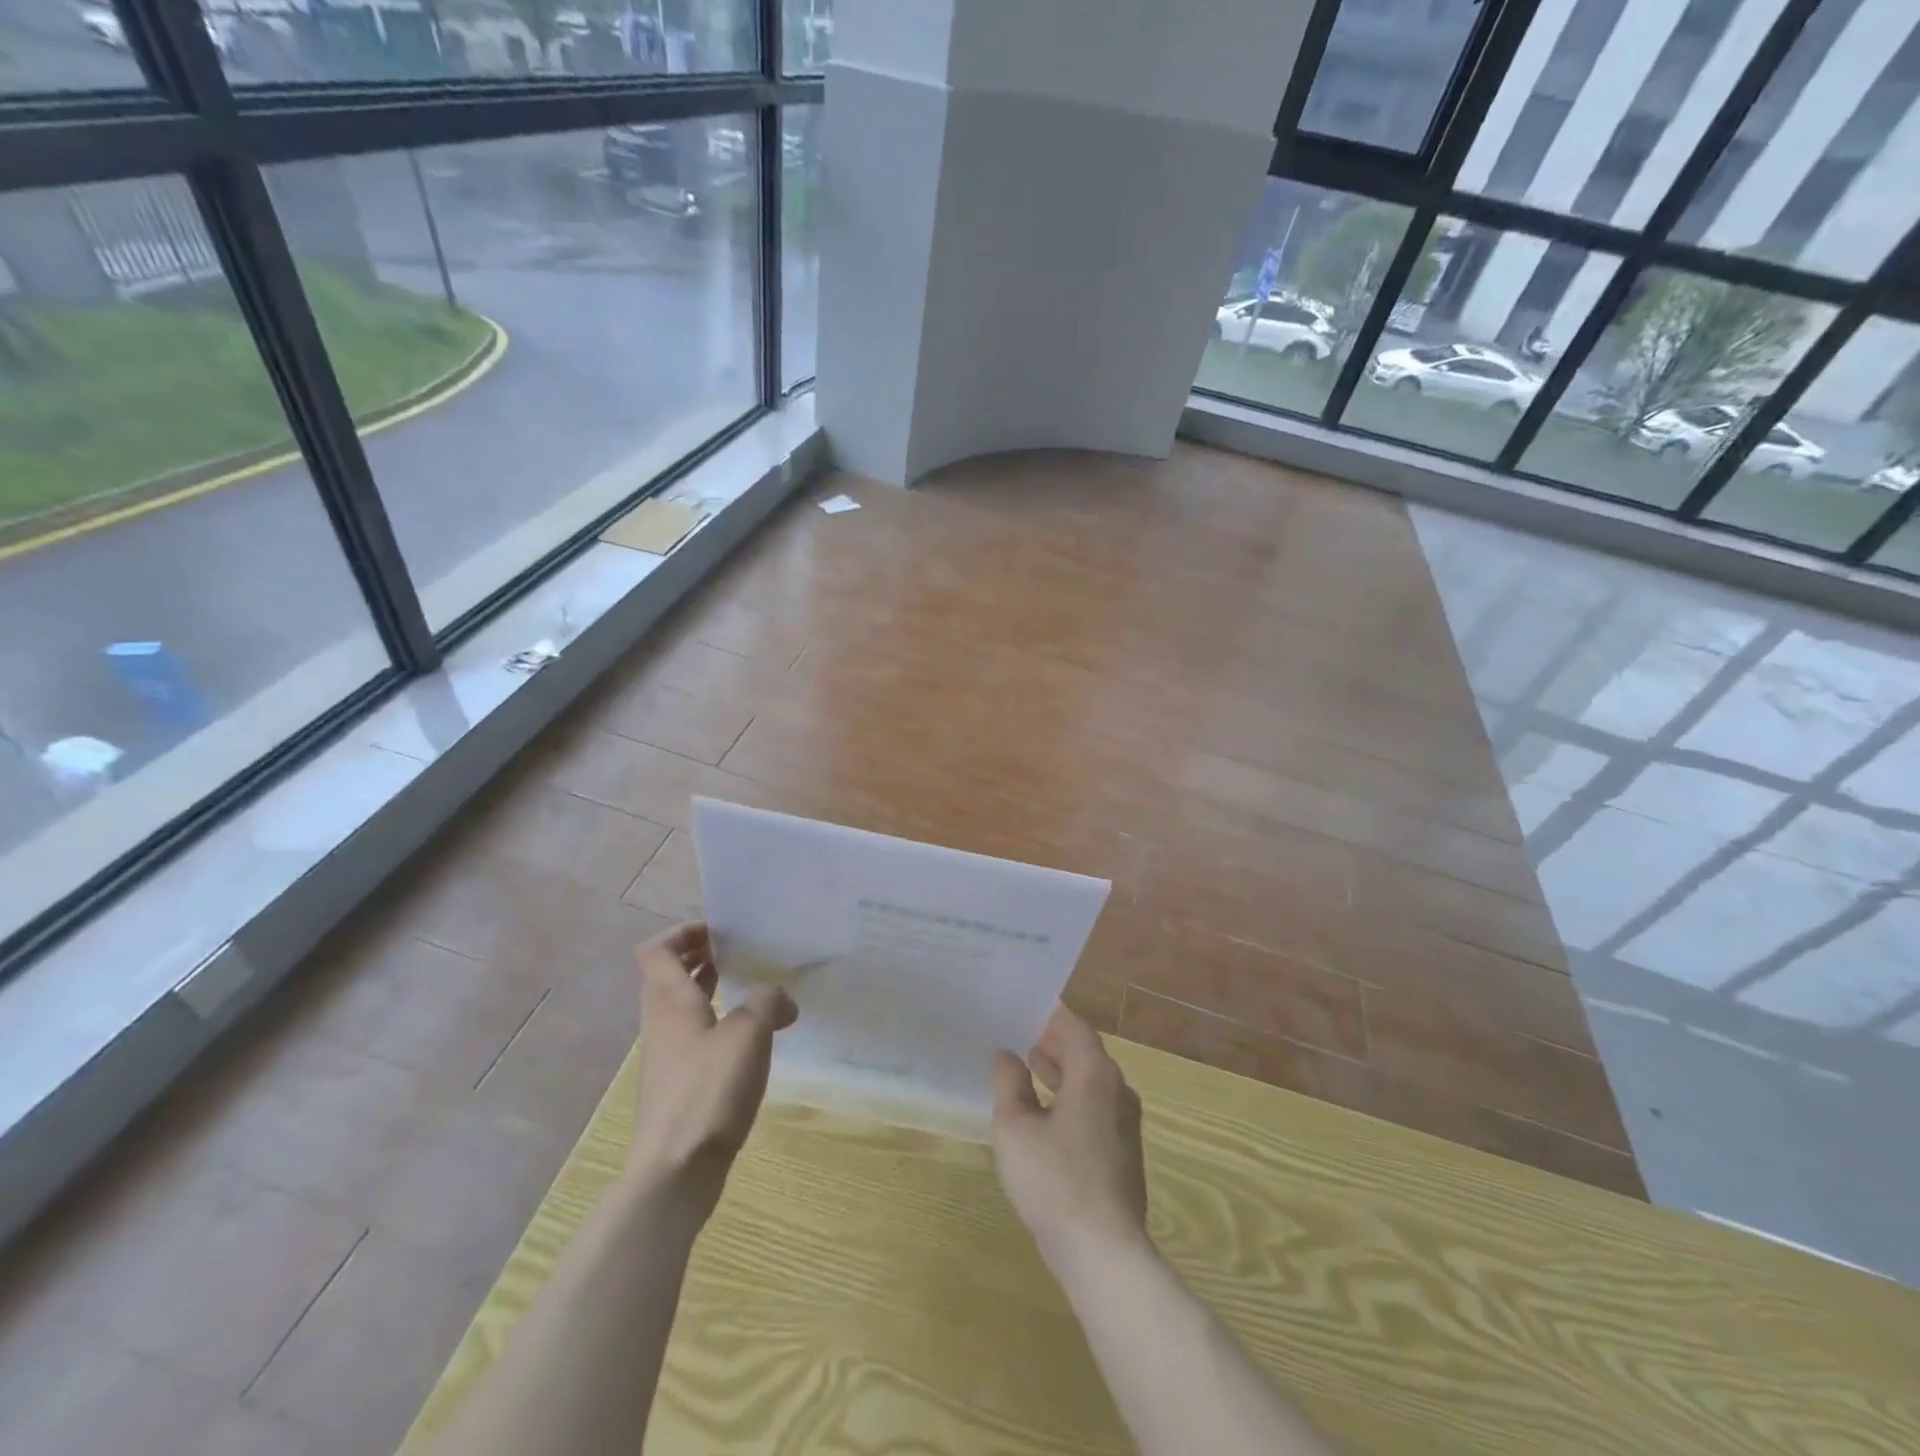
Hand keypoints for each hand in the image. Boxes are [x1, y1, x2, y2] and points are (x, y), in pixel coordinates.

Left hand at [628, 922, 796, 1216]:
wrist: (675, 1172)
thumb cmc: (708, 1091)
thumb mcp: (749, 1034)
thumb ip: (767, 1003)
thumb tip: (781, 1000)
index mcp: (670, 1002)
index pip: (656, 950)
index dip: (681, 932)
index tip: (718, 930)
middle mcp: (661, 1023)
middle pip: (666, 976)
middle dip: (698, 957)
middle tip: (736, 951)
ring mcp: (667, 1057)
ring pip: (680, 1007)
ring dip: (707, 989)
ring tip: (747, 986)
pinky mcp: (677, 1086)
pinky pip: (693, 1036)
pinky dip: (715, 1022)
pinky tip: (749, 1037)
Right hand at [992, 1005, 1148, 1269]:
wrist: (1103, 1251)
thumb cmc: (1054, 1179)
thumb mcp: (1015, 1128)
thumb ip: (1009, 1083)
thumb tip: (1008, 1056)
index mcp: (1095, 1074)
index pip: (1074, 1027)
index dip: (1049, 1016)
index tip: (1024, 1010)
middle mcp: (1117, 1090)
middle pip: (1086, 1052)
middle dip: (1054, 1043)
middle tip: (1021, 1036)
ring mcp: (1125, 1123)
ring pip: (1092, 1082)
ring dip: (1063, 1071)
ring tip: (1030, 1068)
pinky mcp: (1124, 1152)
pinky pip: (1097, 1107)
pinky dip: (1073, 1097)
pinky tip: (1047, 1115)